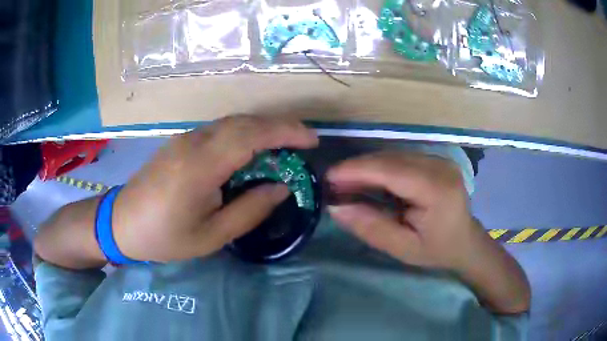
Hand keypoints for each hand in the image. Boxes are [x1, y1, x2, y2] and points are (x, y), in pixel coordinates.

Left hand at [112, 115, 318, 262]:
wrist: (122, 222)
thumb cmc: (164, 237)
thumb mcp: (210, 236)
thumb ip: (249, 211)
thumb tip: (281, 188)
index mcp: (200, 167)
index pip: (251, 135)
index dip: (286, 132)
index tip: (312, 141)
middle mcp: (194, 143)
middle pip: (244, 121)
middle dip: (280, 125)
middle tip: (305, 141)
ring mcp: (185, 138)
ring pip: (232, 121)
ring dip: (263, 127)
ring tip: (285, 145)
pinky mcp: (181, 141)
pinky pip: (220, 128)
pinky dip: (245, 132)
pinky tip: (253, 149)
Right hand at [326, 151, 478, 269]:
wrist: (464, 241)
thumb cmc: (436, 249)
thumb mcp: (402, 248)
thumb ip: (371, 227)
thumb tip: (336, 207)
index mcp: (437, 189)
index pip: (391, 170)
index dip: (357, 170)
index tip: (328, 177)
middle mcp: (439, 165)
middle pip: (390, 158)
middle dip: (357, 168)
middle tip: (332, 185)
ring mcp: (438, 158)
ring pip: (392, 155)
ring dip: (366, 168)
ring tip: (345, 184)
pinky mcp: (433, 159)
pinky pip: (400, 158)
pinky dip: (379, 168)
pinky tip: (366, 181)